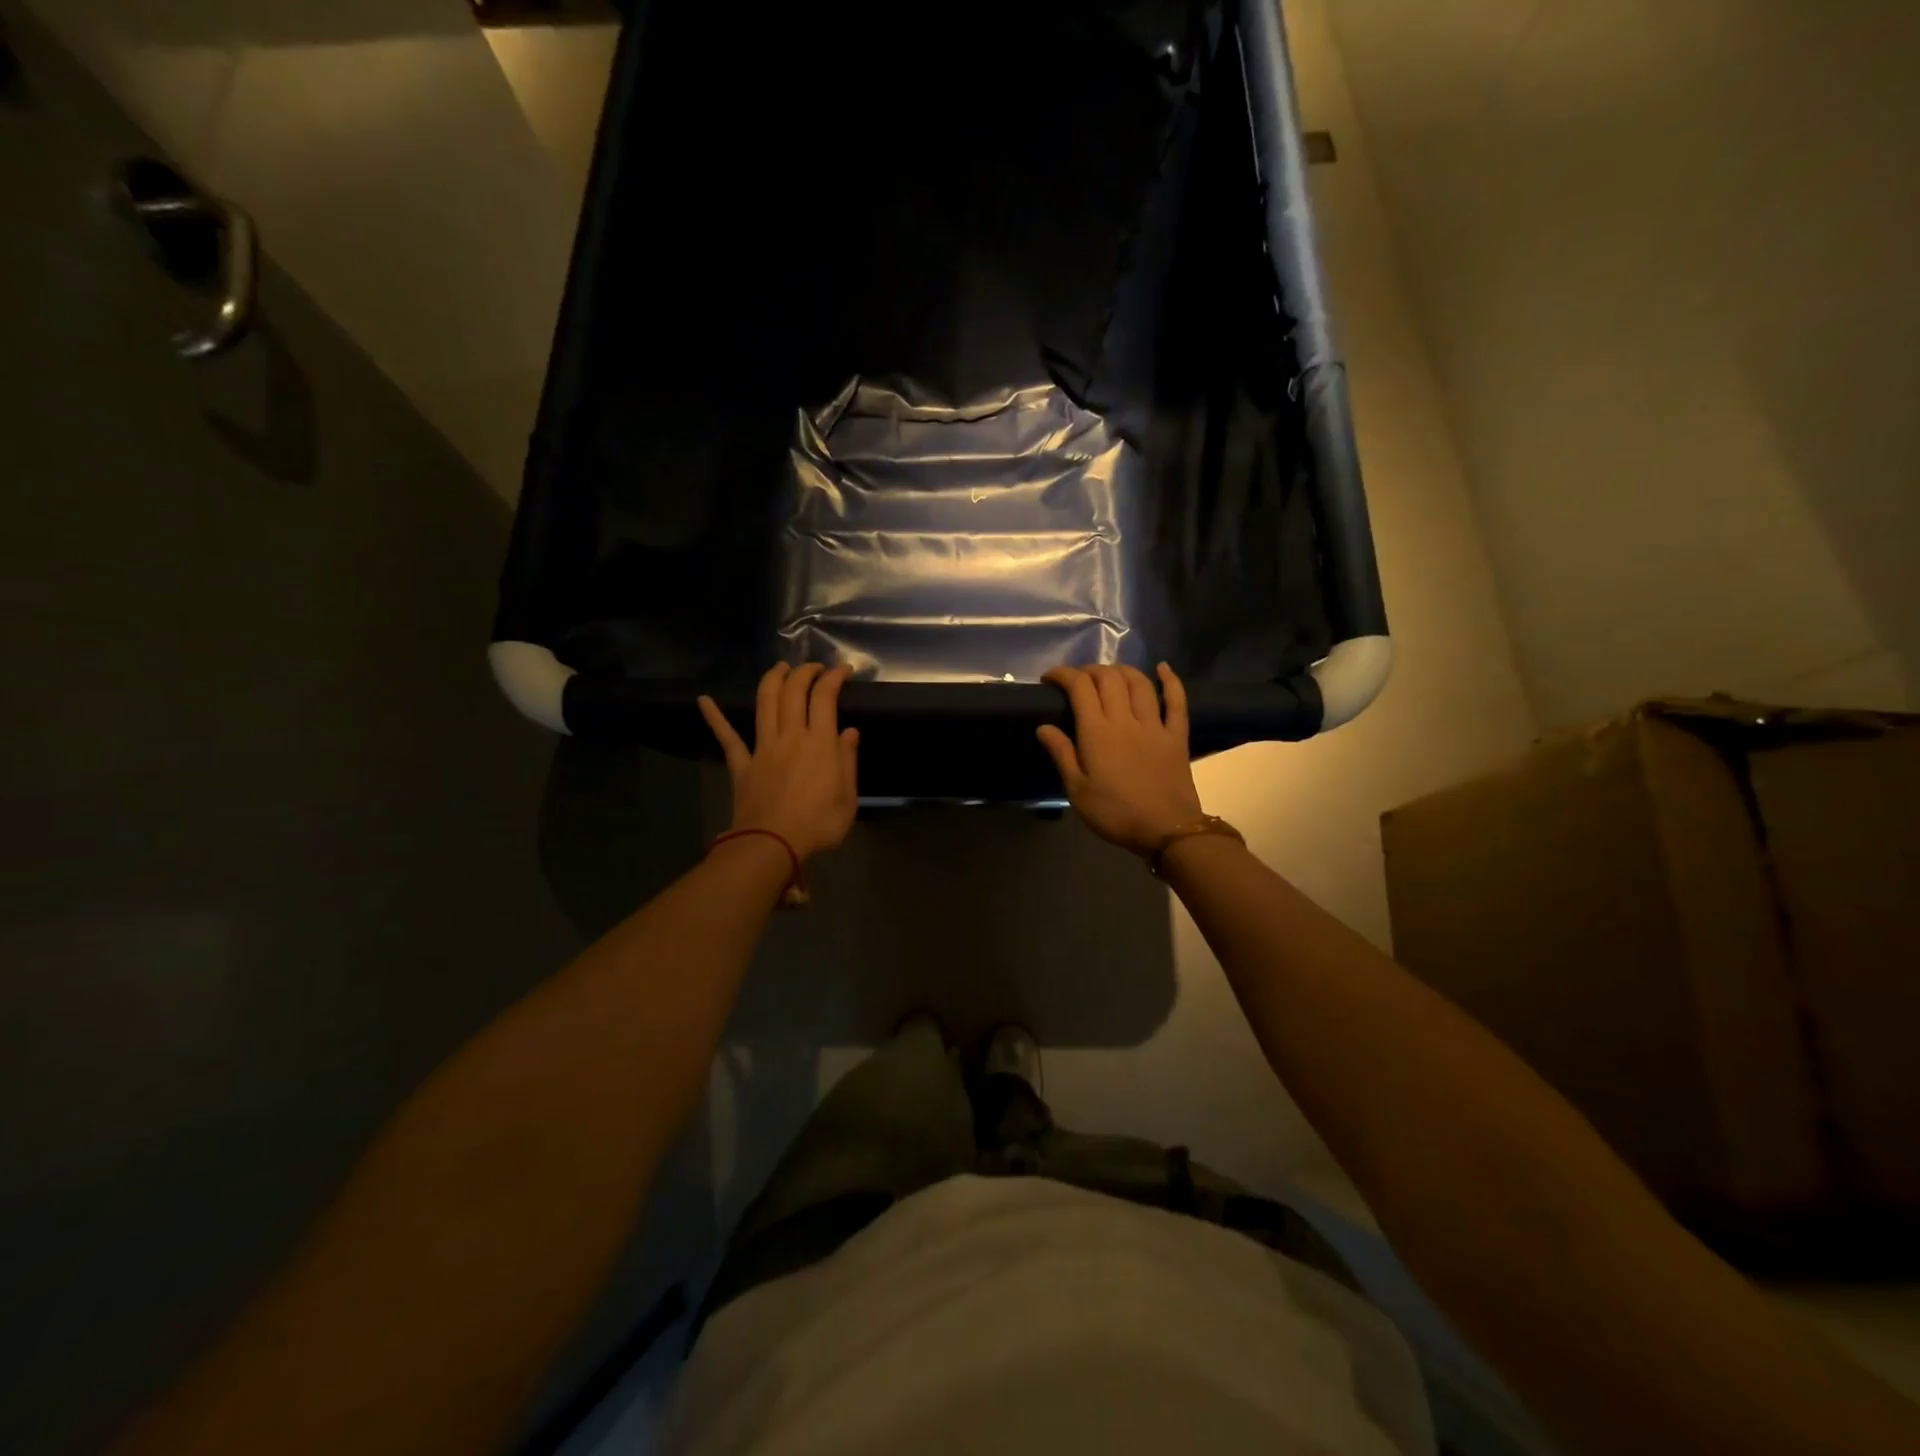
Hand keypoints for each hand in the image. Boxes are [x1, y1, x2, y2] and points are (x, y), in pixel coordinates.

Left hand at [698, 664, 859, 860]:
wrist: (772, 844)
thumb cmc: (818, 824)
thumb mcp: (848, 797)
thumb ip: (848, 760)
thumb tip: (849, 732)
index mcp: (820, 743)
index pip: (825, 697)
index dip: (834, 677)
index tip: (843, 669)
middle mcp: (791, 736)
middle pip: (794, 692)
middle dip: (804, 672)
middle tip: (814, 667)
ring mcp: (763, 747)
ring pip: (765, 703)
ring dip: (772, 679)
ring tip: (780, 667)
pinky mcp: (742, 764)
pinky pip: (727, 736)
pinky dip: (715, 717)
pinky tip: (704, 700)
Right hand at [1037, 663, 1204, 857]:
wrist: (1166, 829)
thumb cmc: (1115, 813)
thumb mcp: (1077, 790)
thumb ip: (1062, 754)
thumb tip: (1043, 726)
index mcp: (1097, 732)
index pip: (1079, 687)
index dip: (1063, 675)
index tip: (1050, 679)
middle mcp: (1125, 719)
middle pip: (1109, 678)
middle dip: (1090, 670)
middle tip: (1077, 680)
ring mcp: (1154, 725)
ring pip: (1139, 682)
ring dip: (1121, 670)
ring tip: (1109, 674)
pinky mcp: (1176, 735)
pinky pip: (1176, 701)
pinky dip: (1171, 680)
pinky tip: (1163, 668)